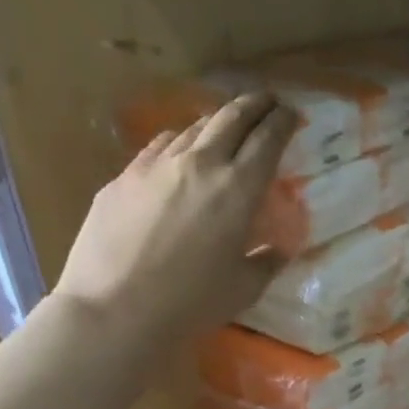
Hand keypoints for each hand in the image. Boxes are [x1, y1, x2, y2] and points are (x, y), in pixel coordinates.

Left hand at [54, 93, 294, 343]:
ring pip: (192, 128)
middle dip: (253, 105)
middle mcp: (199, 165)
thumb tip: (277, 250)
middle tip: (266, 101)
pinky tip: (180, 152)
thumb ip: (265, 262)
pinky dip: (180, 142)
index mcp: (238, 190)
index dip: (282, 123)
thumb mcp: (244, 288)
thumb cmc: (192, 303)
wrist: (117, 308)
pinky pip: (159, 147)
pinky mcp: (124, 177)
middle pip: (230, 118)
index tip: (291, 114)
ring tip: (225, 126)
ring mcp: (156, 165)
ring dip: (215, 122)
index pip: (266, 141)